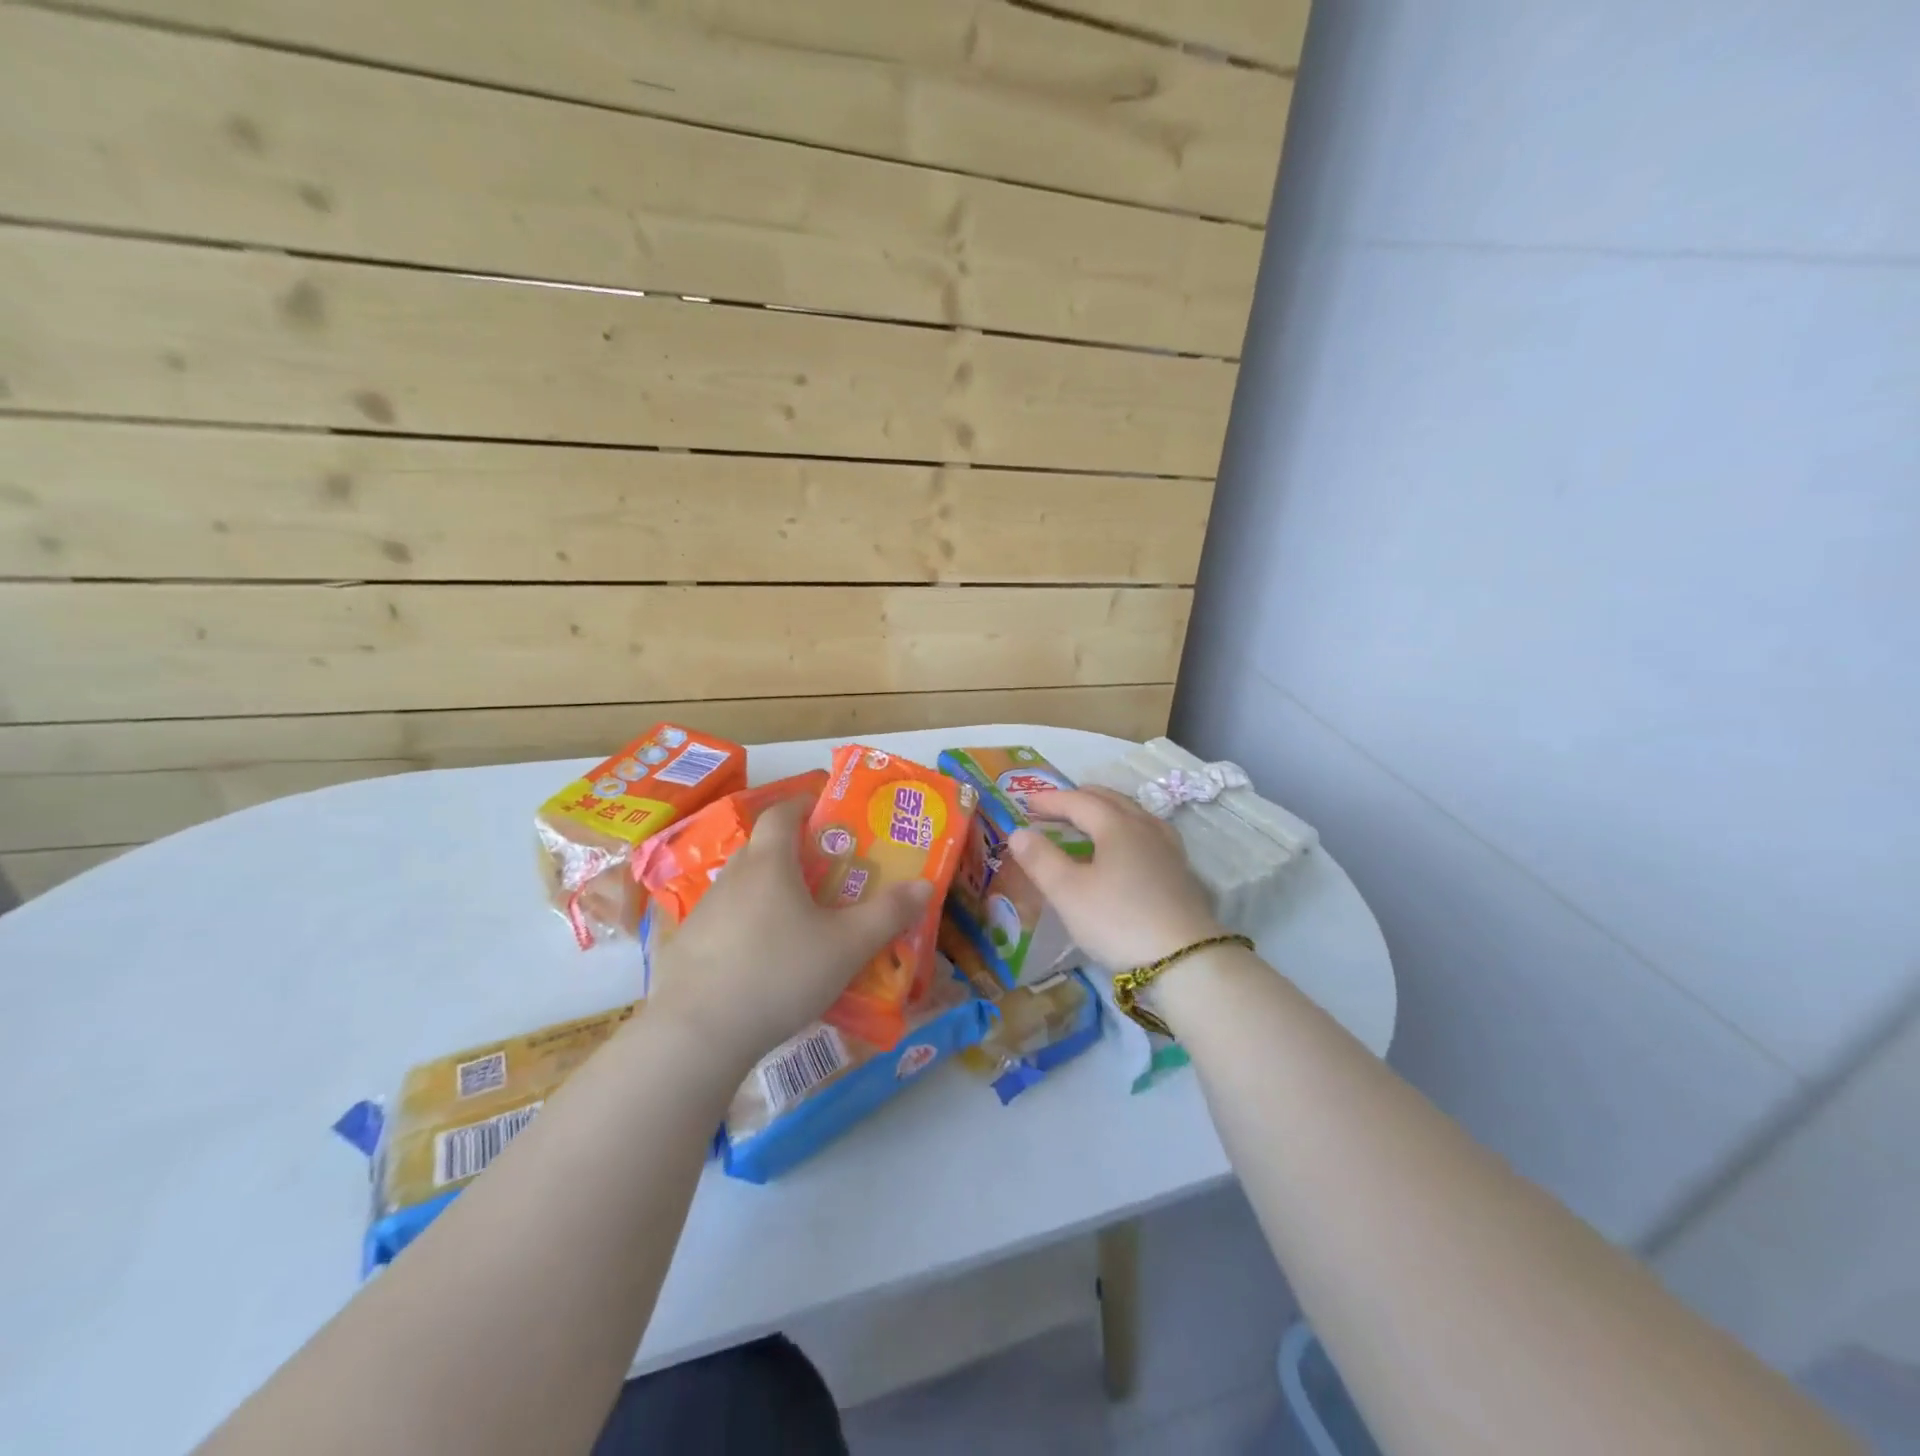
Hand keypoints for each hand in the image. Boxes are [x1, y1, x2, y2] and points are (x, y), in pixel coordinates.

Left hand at [645, 799, 930, 1069]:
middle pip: (763, 847)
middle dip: (793, 851)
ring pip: (743, 886)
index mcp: (769, 863)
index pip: (782, 813)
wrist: (698, 1034)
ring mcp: (704, 912)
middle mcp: (732, 877)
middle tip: (826, 872)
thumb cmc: (780, 973)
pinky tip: (764, 959)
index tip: (826, 812)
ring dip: (769, 891)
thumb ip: (888, 914)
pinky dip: (747, 926)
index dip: (804, 804)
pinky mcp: (688, 947)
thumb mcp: (847, 946)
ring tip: (799, 919)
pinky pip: (726, 921)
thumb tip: (924, 885)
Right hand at [1010, 787, 1222, 969]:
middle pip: (1110, 800)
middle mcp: (1145, 827)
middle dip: (1080, 798)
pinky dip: (1127, 829)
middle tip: (1056, 806)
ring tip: (1091, 821)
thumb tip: (1018, 832)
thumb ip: (1041, 859)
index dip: (1051, 800)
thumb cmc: (1119, 921)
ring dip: (1107, 810)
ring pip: (1134, 814)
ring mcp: (1168, 848)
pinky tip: (1128, 847)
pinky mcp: (1181, 871)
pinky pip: (1148, 833)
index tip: (1027, 803)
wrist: (1186, 959)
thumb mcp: (1068, 893)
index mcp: (1116, 825)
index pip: (1079, 801)